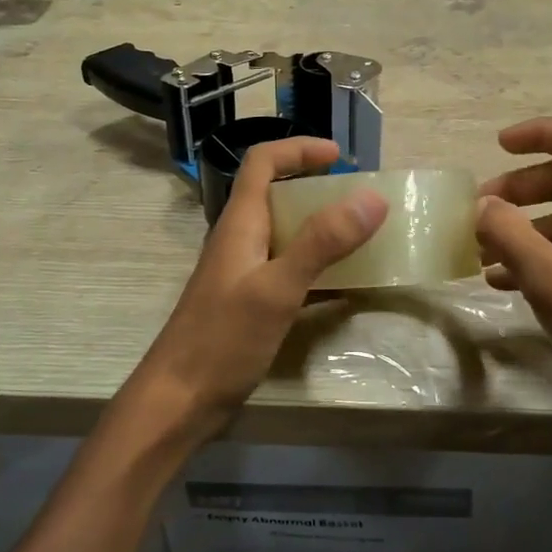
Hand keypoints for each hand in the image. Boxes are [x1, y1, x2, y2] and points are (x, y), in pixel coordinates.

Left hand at [125, 137, 388, 448]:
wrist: (178, 402)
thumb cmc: (222, 339)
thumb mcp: (277, 288)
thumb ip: (322, 242)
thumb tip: (372, 197)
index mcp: (240, 224)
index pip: (263, 163)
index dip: (298, 149)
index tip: (340, 156)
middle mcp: (241, 240)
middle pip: (277, 195)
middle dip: (318, 188)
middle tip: (361, 199)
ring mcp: (244, 274)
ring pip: (286, 234)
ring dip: (321, 228)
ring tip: (362, 236)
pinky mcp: (251, 304)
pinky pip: (290, 271)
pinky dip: (318, 269)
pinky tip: (346, 286)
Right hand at [477, 118, 551, 507]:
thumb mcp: (550, 277)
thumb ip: (509, 234)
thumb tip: (483, 206)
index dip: (538, 132)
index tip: (497, 146)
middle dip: (521, 189)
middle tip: (480, 210)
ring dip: (526, 228)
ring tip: (483, 252)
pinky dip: (542, 257)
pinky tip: (505, 282)